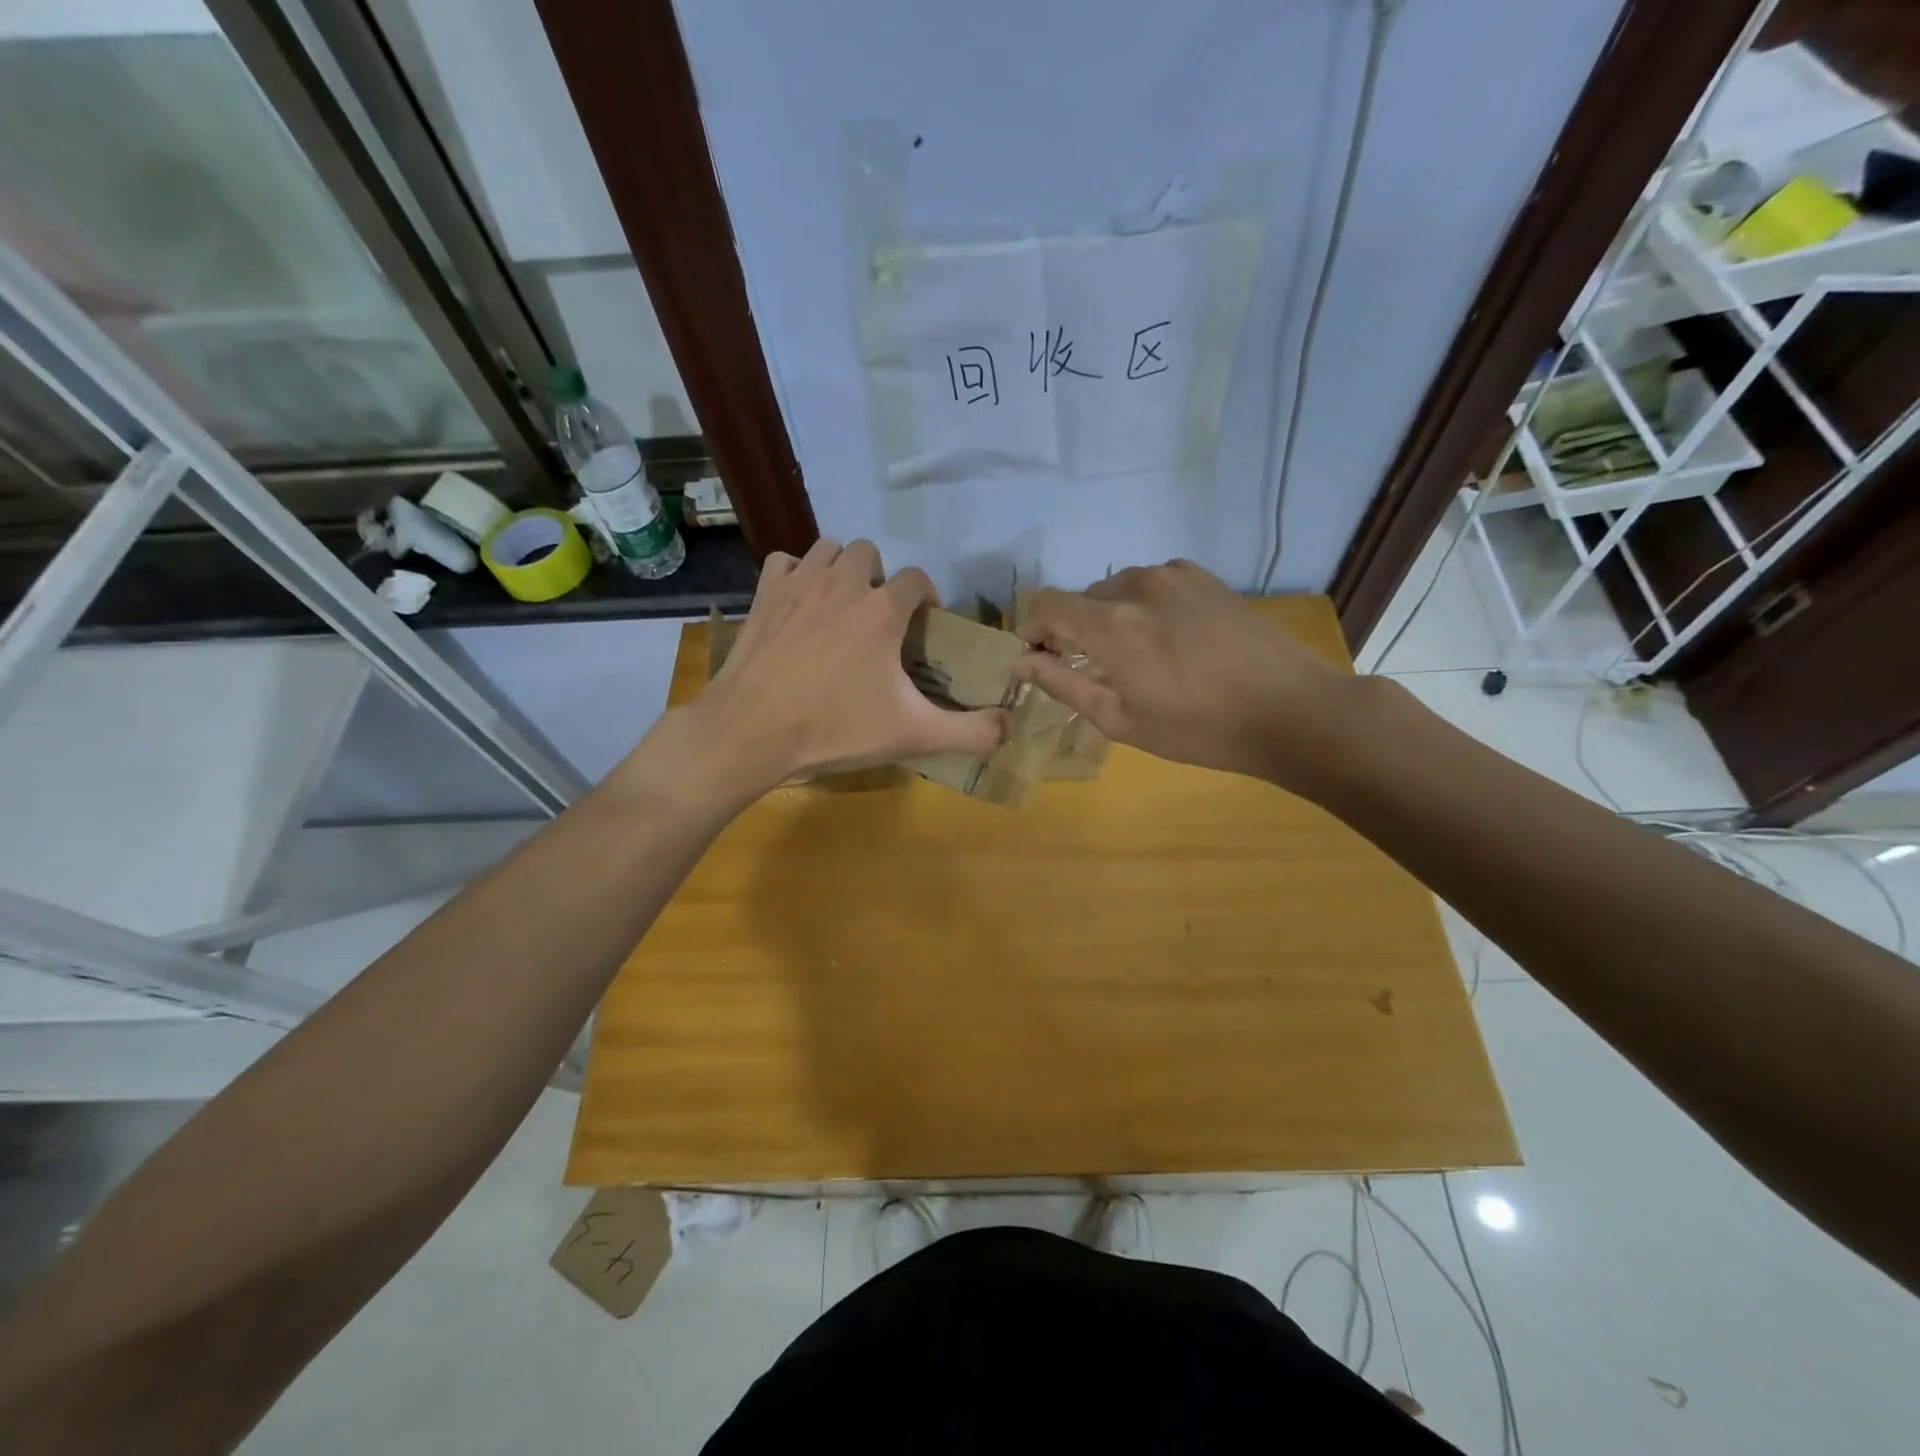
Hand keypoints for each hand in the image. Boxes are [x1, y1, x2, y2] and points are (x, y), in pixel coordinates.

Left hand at [663, 538, 1006, 801]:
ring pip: (828, 548)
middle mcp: (844, 582)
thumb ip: (970, 732)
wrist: (752, 730)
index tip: (924, 626)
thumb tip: (1010, 727)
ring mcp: (799, 583)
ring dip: (841, 569)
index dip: (927, 598)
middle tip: (877, 619)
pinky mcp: (764, 594)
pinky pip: (786, 562)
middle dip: (880, 578)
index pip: (918, 579)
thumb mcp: (913, 735)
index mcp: (883, 609)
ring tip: (841, 606)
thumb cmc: (835, 729)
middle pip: (871, 553)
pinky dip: (797, 574)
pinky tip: (799, 603)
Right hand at [1013, 559, 1355, 791]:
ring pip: (1117, 589)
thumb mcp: (1122, 720)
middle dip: (1072, 629)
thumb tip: (1021, 662)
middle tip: (1091, 669)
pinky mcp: (1204, 578)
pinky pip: (1152, 584)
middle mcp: (1135, 586)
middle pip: (1081, 598)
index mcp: (1110, 624)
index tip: (1038, 655)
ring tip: (1135, 656)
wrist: (1290, 710)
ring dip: (1110, 617)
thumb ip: (1064, 685)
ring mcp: (1173, 576)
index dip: (1031, 627)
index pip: (1045, 604)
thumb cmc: (1199, 729)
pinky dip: (1143, 606)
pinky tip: (1168, 639)